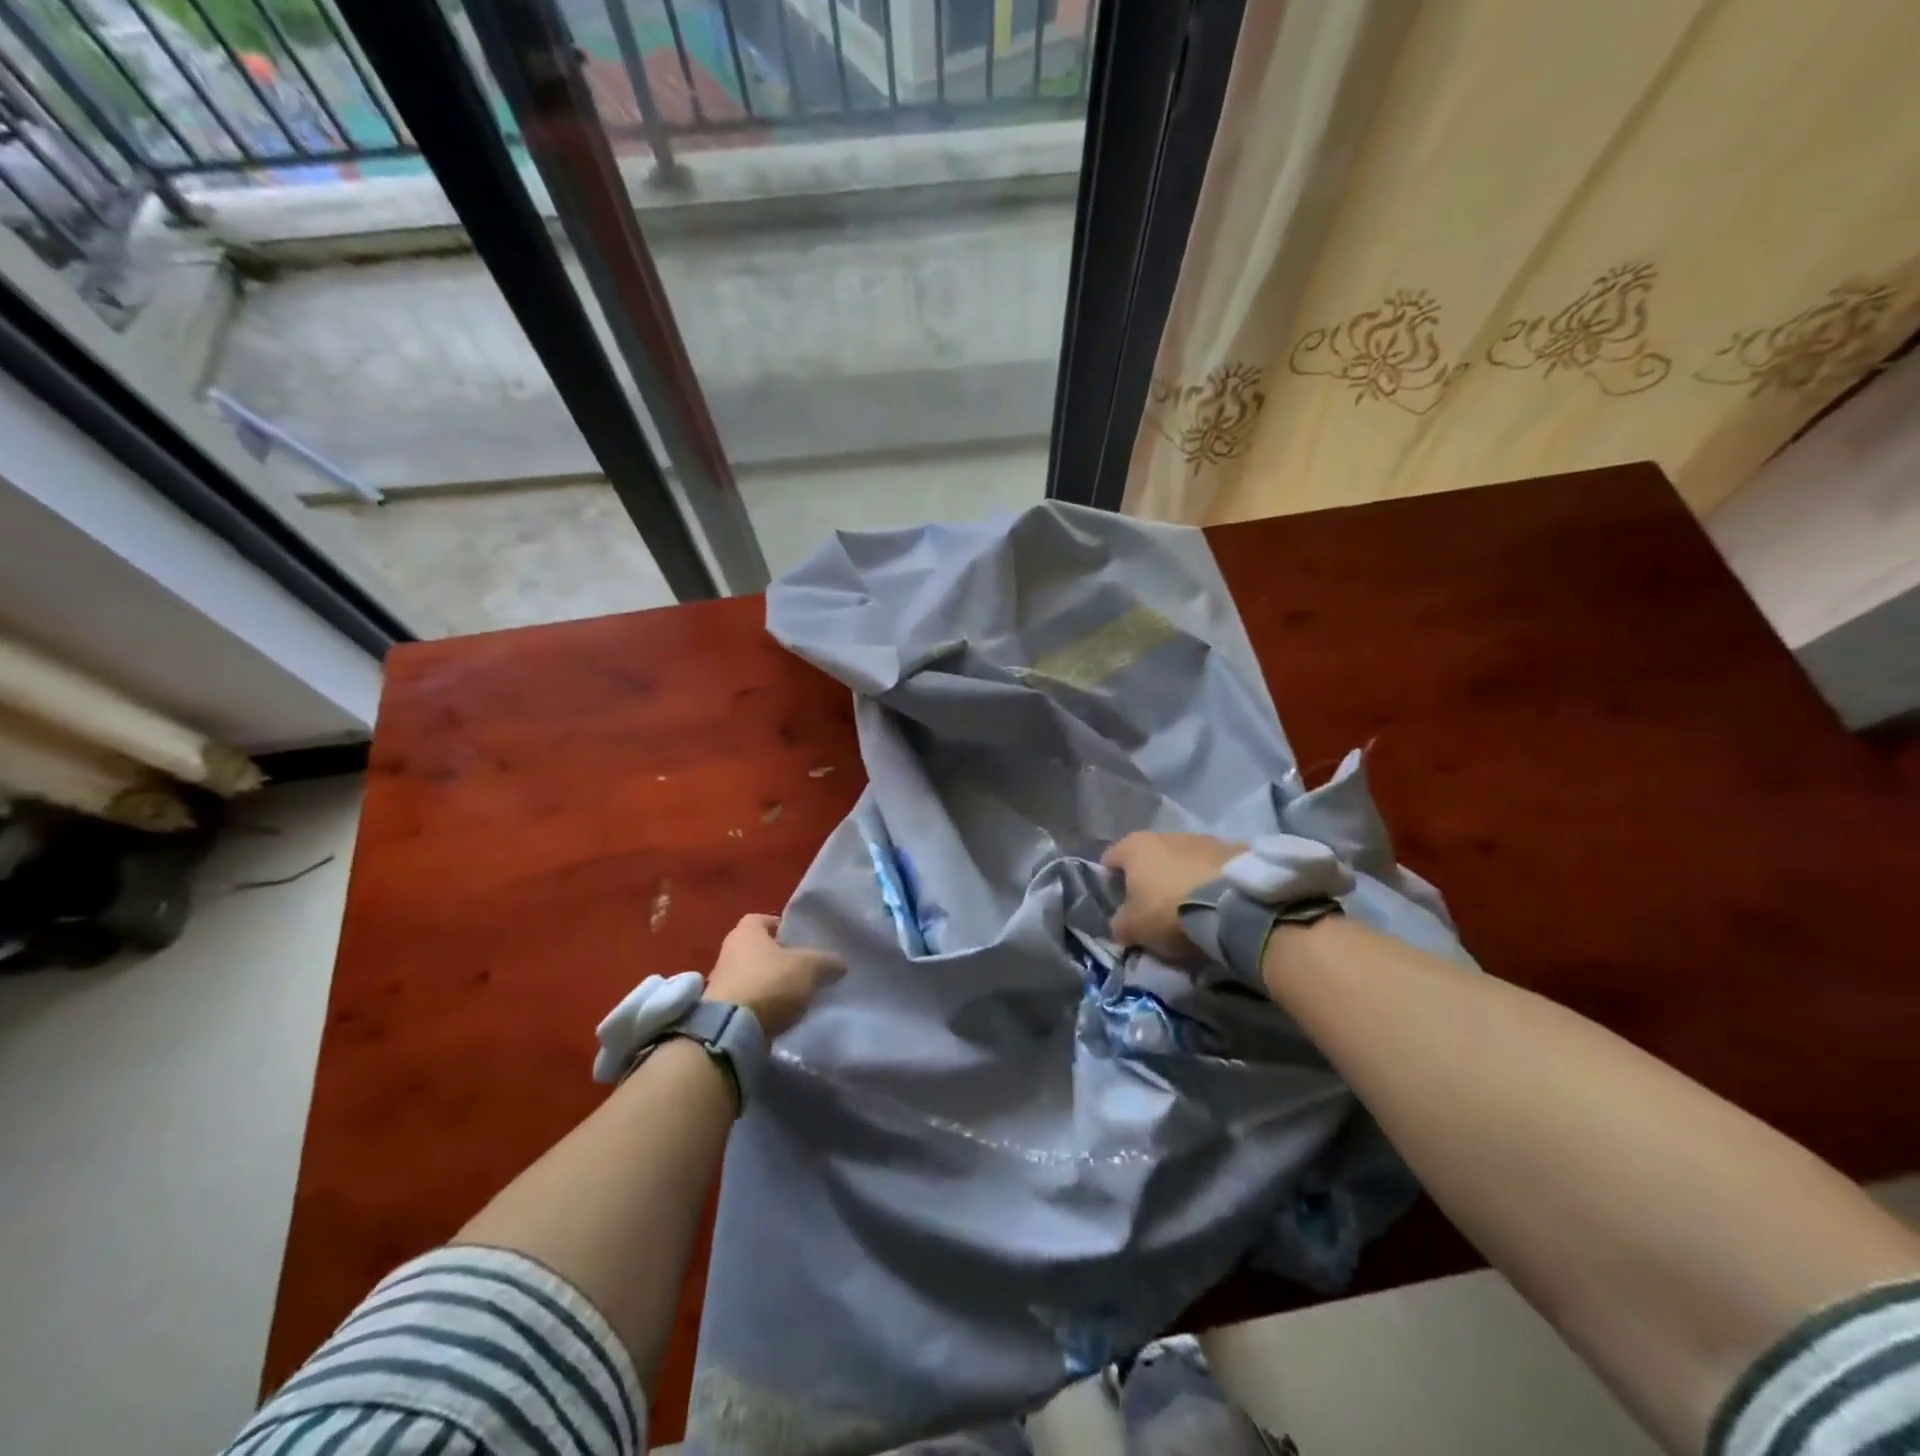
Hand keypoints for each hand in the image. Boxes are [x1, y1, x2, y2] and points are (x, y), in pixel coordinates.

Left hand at [706, 913, 846, 1037]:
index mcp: (746, 931)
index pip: (764, 919)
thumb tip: (839, 963)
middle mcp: (728, 951)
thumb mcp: (809, 968)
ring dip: (770, 983)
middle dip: (779, 957)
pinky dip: (761, 1004)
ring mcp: (720, 982)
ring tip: (795, 995)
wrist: (730, 1031)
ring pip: (752, 975)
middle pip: (758, 948)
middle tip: (803, 967)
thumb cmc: (769, 984)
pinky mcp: (719, 1010)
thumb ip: (826, 962)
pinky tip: (779, 1014)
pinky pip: (747, 999)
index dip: (782, 927)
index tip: (800, 940)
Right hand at [1101, 832, 1242, 962]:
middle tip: (1155, 912)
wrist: (1235, 905)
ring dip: (1182, 880)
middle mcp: (1166, 834)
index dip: (1109, 884)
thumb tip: (1121, 925)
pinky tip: (1216, 904)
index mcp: (1135, 846)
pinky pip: (1211, 868)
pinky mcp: (1233, 849)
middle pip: (1148, 859)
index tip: (1120, 908)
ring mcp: (1202, 838)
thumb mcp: (1133, 928)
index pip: (1109, 860)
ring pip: (1182, 861)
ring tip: (1192, 909)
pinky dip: (1209, 882)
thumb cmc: (1170, 910)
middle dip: (1149, 882)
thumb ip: (1119, 924)